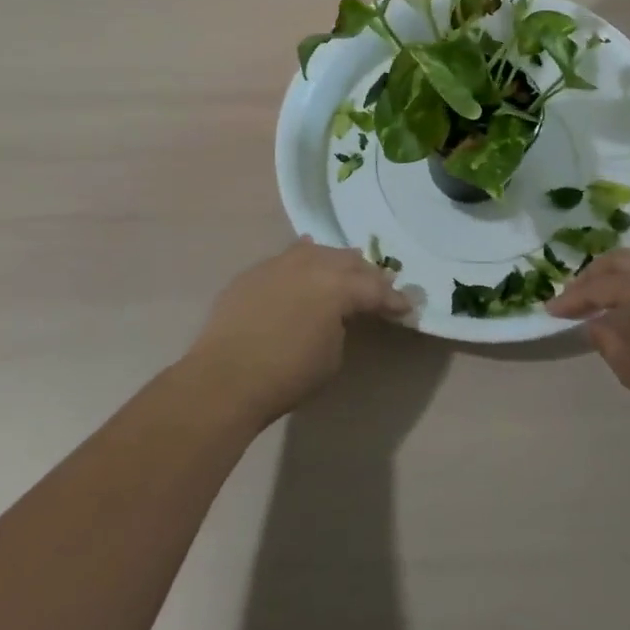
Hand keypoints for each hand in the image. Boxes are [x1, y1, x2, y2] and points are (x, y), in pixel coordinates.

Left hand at [181, 237, 409, 428]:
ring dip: (333, 263)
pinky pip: (286, 260)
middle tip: (377, 290)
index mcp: (337, 285)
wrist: (224, 377)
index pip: (375, 288)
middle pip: (348, 261)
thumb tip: (337, 314)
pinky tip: (303, 267)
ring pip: (316, 251)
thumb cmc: (287, 374)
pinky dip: (301, 264)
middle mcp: (311, 263)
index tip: (405, 308)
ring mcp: (279, 263)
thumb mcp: (332, 355)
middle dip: (366, 275)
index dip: (393, 300)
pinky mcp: (254, 272)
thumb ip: (342, 324)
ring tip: (342, 274)